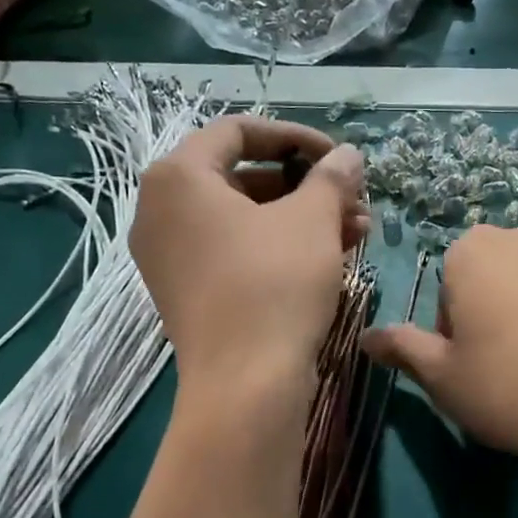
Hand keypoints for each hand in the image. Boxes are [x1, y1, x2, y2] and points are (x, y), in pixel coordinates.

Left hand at [131, 117, 366, 396]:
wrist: (245, 385)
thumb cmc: (275, 284)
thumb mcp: (313, 220)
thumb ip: (331, 177)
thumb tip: (348, 155)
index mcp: (178, 177)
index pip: (239, 132)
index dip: (296, 136)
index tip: (338, 157)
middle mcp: (161, 211)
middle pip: (243, 177)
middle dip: (306, 186)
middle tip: (353, 199)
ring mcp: (171, 257)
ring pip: (245, 219)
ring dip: (301, 218)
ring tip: (357, 230)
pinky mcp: (187, 293)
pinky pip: (235, 252)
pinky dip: (278, 246)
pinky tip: (331, 256)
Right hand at [361, 221, 517, 473]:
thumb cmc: (510, 387)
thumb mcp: (442, 376)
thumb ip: (402, 348)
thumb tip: (366, 337)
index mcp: (473, 250)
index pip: (448, 286)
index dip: (454, 329)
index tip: (470, 364)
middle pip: (492, 276)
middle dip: (491, 312)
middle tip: (504, 367)